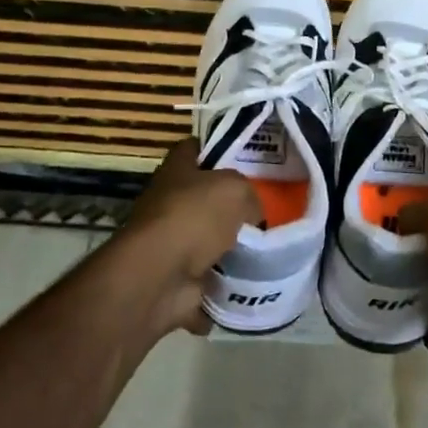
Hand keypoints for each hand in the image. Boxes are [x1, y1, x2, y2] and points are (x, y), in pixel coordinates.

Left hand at [112, 139, 260, 337]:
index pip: (193, 148)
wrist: (160, 277)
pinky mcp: (177, 275)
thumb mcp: (235, 190)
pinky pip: (209, 274)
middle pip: (204, 195)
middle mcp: (169, 202)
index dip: (216, 148)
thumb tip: (252, 214)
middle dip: (231, 203)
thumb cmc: (194, 217)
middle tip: (264, 207)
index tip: (244, 157)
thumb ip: (249, 195)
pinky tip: (252, 276)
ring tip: (266, 245)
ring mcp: (171, 240)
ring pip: (208, 236)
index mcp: (176, 171)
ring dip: (231, 244)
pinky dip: (226, 279)